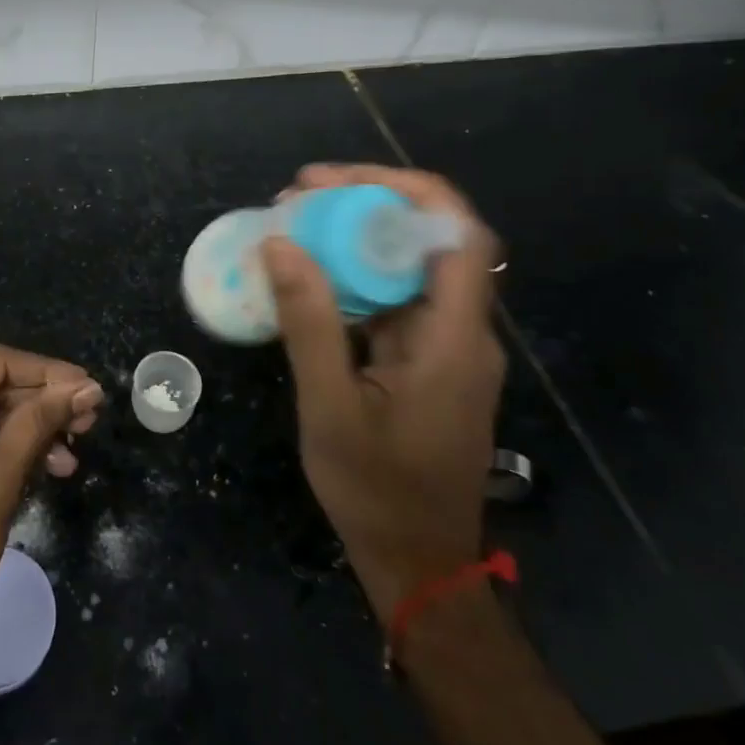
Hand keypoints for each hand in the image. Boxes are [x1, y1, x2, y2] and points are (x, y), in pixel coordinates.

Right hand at [264, 164, 506, 618]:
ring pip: (410, 265)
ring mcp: (448, 346)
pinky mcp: (428, 360)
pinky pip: (395, 297)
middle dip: (366, 203)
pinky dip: (354, 274)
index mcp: (455, 338)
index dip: (403, 188)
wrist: (418, 562)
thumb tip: (280, 243)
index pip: (456, 232)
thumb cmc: (377, 491)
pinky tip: (309, 274)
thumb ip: (309, 323)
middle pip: (430, 238)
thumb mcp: (329, 407)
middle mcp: (464, 330)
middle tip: (297, 195)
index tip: (333, 181)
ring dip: (357, 235)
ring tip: (294, 222)